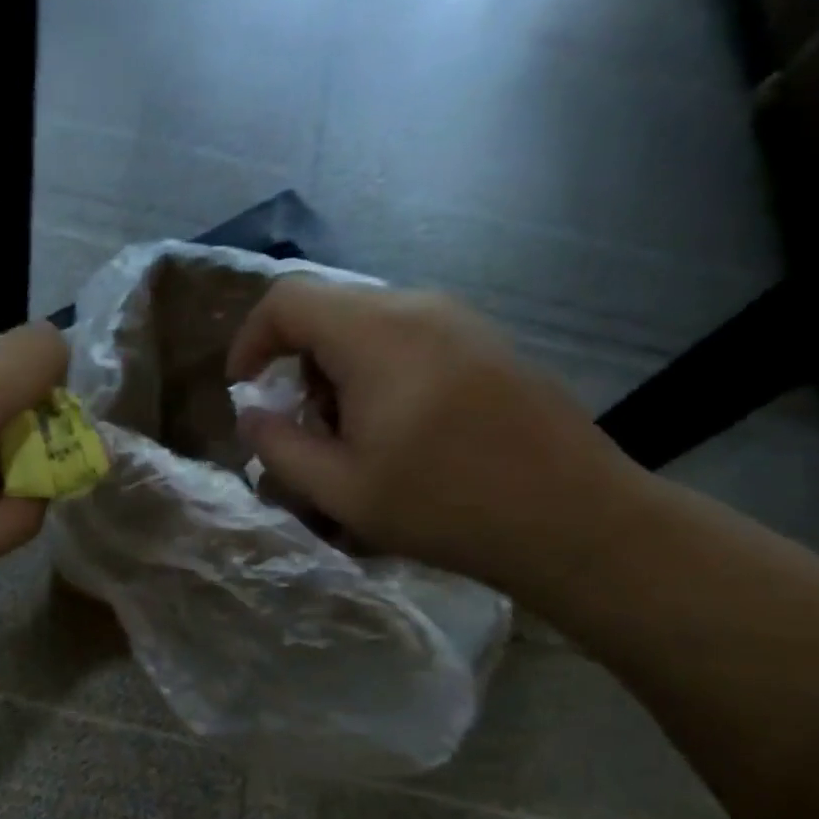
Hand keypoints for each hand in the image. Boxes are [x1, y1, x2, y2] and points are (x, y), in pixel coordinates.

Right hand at [226, 278, 637, 593]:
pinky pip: (408, 336)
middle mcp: (417, 307)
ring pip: (367, 323)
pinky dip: (378, 370)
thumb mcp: (340, 489)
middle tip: (303, 426)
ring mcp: (460, 320)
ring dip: (338, 370)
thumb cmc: (446, 504)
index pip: (287, 300)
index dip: (250, 339)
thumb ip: (279, 447)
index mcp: (375, 333)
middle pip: (327, 310)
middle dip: (296, 364)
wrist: (575, 518)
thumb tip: (251, 416)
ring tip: (351, 434)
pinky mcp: (487, 342)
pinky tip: (399, 427)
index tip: (244, 388)